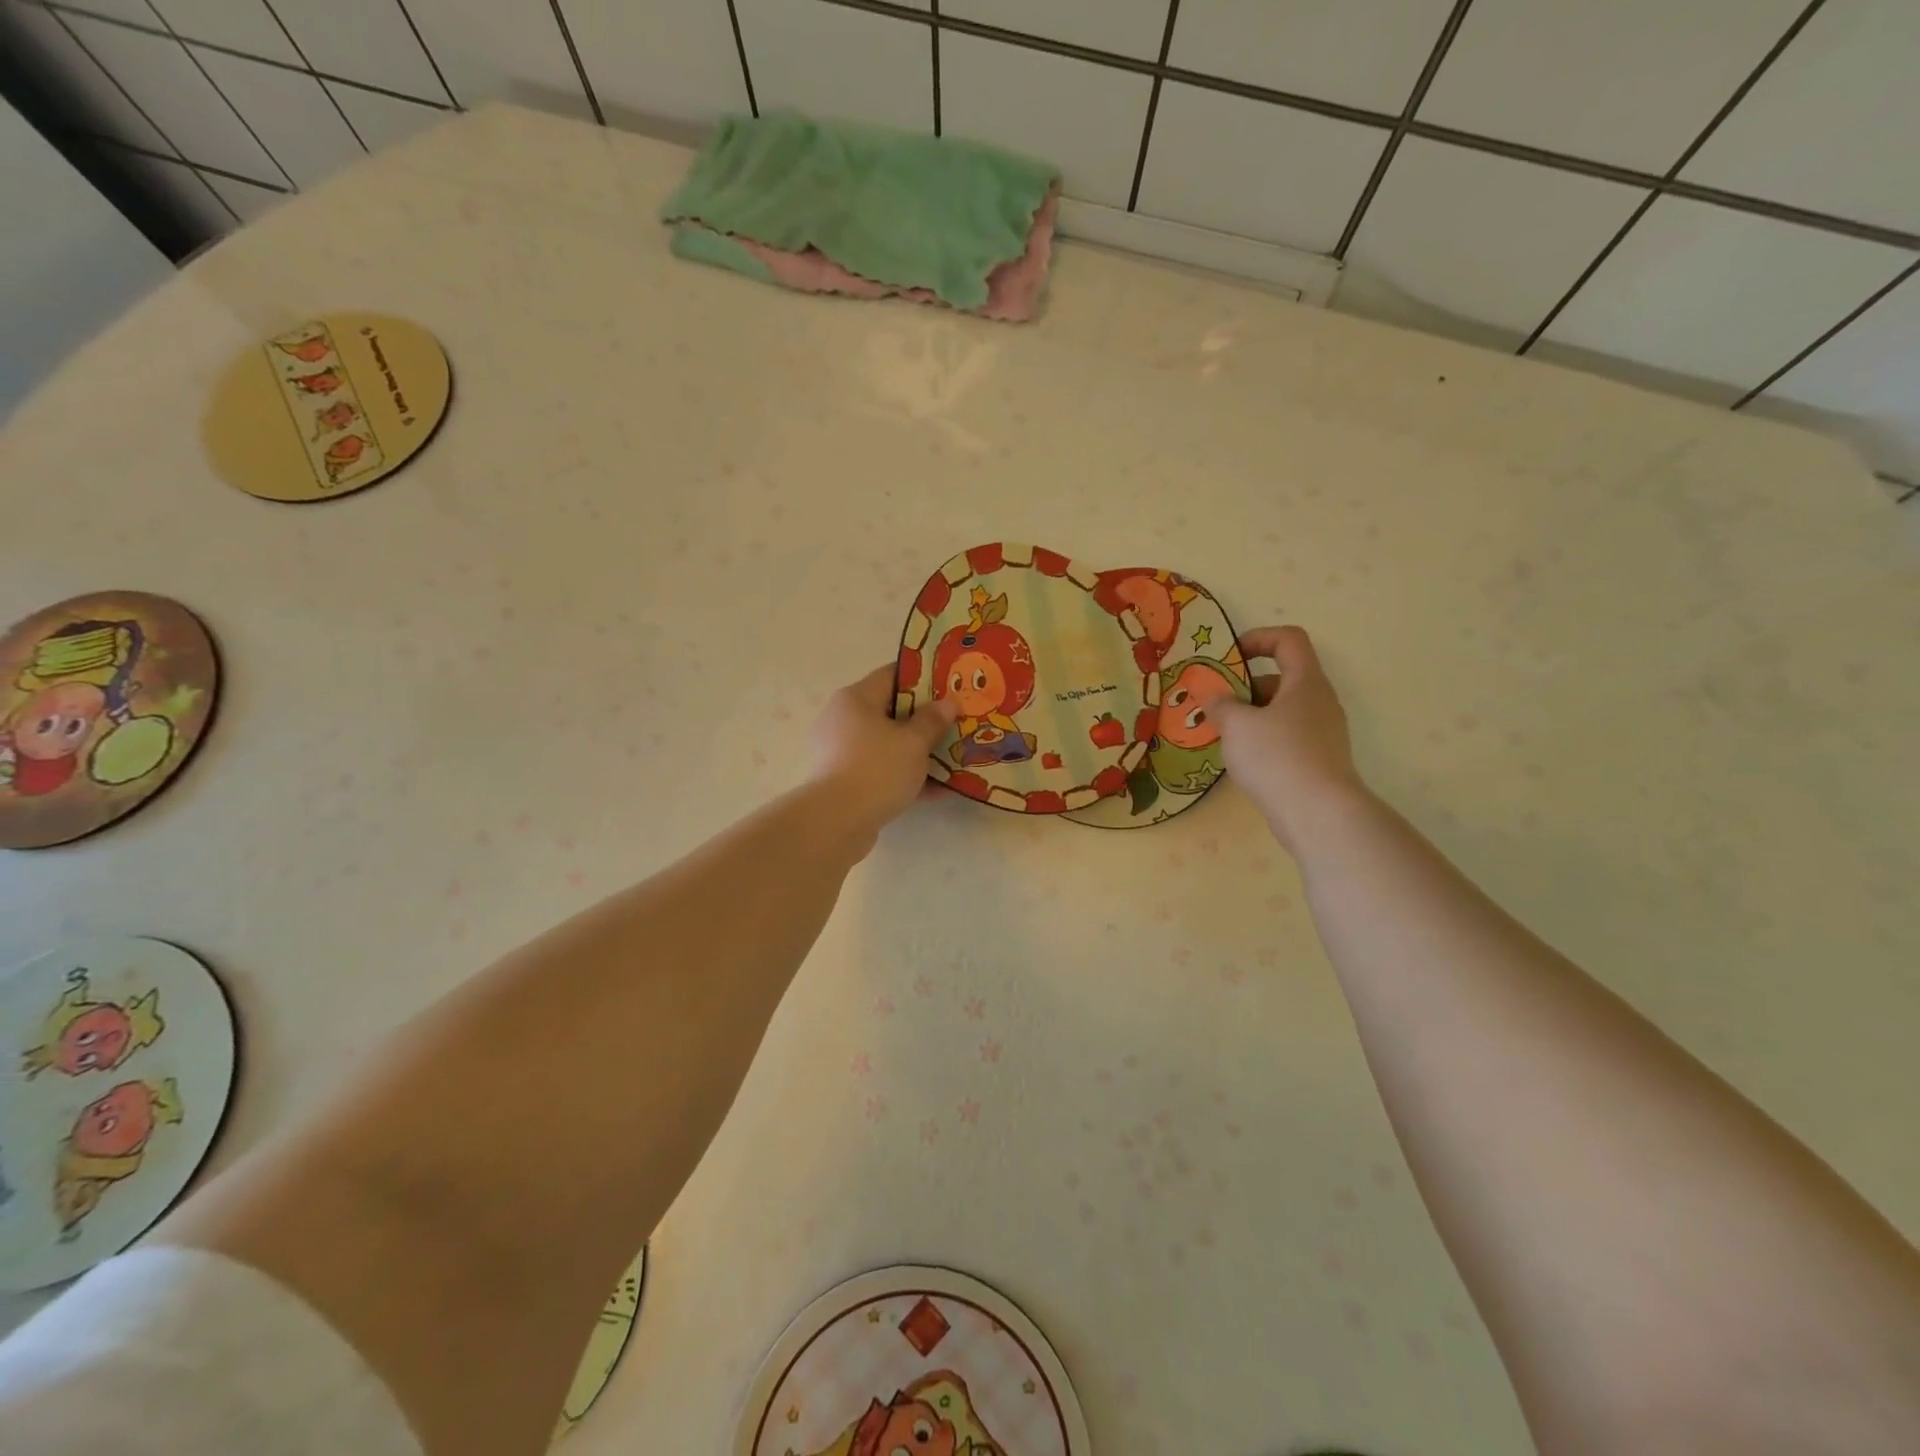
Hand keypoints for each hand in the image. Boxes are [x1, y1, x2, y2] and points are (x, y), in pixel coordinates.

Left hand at [811, 665, 957, 835]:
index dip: (923, 679)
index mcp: (855, 699)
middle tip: (955, 724)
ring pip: (888, 744)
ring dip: (918, 751)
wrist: (836, 822)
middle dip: (924, 720)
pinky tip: (938, 790)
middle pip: (890, 711)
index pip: (892, 675)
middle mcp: (843, 720)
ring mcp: (841, 752)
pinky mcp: (844, 781)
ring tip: (952, 758)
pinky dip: (906, 776)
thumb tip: (948, 702)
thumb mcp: (913, 742)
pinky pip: (881, 771)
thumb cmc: (876, 768)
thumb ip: (933, 720)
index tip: (949, 688)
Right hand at [1212, 626, 1369, 856]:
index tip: (1229, 657)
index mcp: (1305, 682)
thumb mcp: (1237, 724)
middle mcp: (1319, 701)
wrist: (1318, 813)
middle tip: (1215, 702)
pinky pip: (1285, 737)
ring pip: (1281, 710)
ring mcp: (1322, 733)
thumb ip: (1220, 704)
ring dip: (1250, 715)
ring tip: (1220, 733)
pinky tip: (1240, 759)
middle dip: (1245, 685)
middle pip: (1282, 677)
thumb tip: (1212, 696)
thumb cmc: (1277, 756)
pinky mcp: (1317, 760)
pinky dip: (1261, 739)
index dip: (1258, 638)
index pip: (1288, 640)